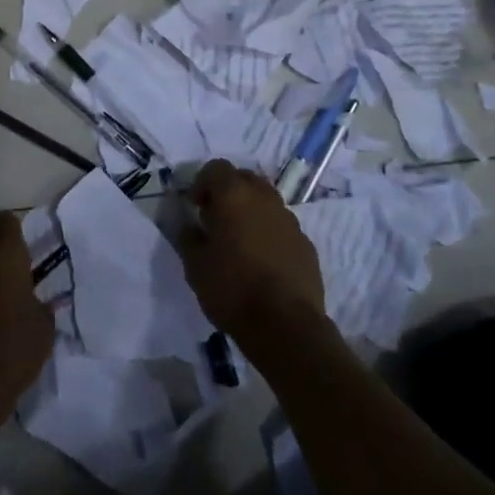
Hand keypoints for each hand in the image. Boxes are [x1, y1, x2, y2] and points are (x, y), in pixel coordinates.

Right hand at [177, 160, 324, 338]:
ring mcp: (290, 220)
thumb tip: (189, 226)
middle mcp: (265, 198)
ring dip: (251, 212)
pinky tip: (262, 262)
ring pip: (266, 201)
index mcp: (234, 195)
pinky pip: (282, 227)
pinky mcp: (306, 244)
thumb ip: (189, 238)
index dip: (202, 183)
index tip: (195, 208)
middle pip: (244, 179)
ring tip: (239, 242)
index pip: (216, 168)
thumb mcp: (195, 266)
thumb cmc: (232, 289)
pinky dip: (269, 233)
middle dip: (229, 192)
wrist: (286, 326)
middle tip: (216, 220)